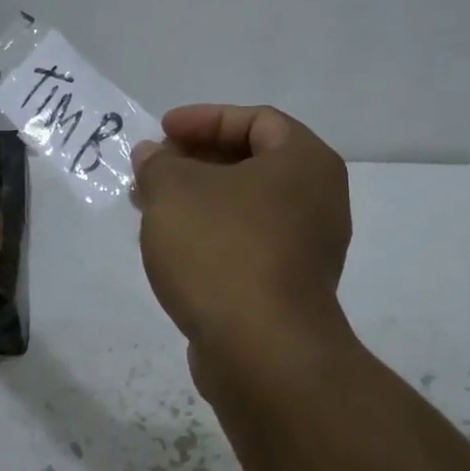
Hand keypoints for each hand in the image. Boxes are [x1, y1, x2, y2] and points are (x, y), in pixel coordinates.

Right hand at [132, 104, 351, 360]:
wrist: (262, 351)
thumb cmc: (222, 249)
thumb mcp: (174, 191)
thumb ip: (158, 164)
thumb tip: (153, 157)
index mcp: (305, 163)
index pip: (256, 120)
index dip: (204, 119)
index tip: (162, 131)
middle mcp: (318, 200)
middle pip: (252, 163)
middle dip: (195, 161)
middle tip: (153, 169)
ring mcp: (309, 249)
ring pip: (246, 207)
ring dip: (198, 200)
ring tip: (151, 207)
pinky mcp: (291, 288)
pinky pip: (247, 243)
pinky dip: (212, 234)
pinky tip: (173, 247)